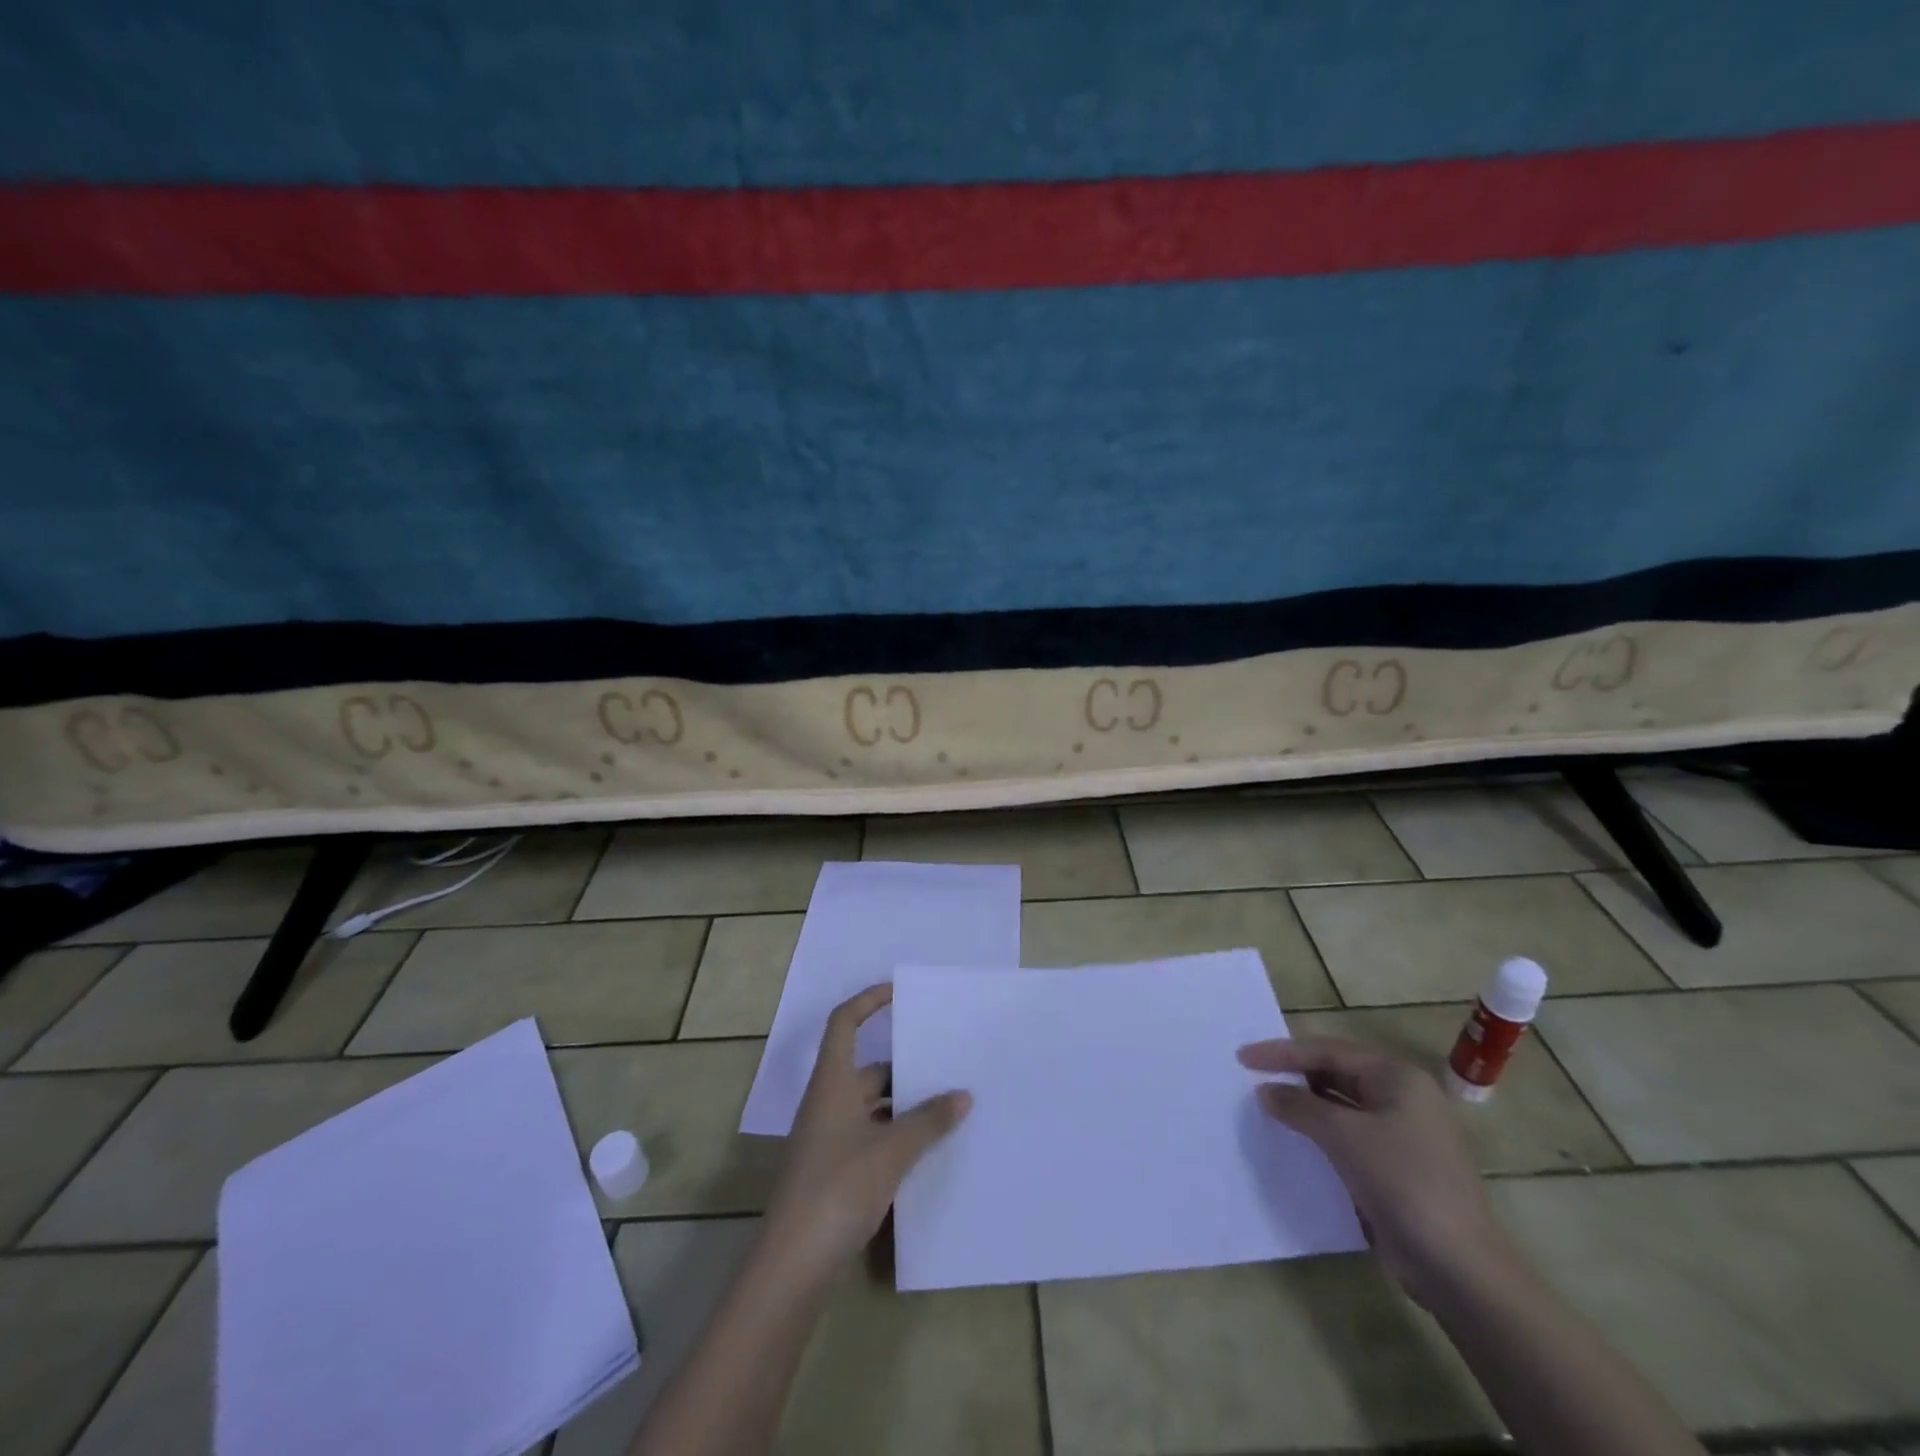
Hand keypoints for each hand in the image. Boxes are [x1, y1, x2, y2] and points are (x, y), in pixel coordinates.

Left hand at [760, 984, 971, 1283]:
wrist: (792, 1265)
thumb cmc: (838, 1189)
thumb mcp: (891, 1151)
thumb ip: (929, 1121)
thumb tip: (963, 1095)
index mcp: (831, 1083)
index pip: (843, 1023)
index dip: (868, 1002)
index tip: (898, 993)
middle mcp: (826, 1103)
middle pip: (865, 1069)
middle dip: (903, 1069)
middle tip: (945, 1070)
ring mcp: (826, 1139)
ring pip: (870, 1107)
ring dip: (902, 1107)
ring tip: (946, 1111)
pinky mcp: (831, 1172)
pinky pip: (868, 1137)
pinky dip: (893, 1137)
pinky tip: (924, 1153)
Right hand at [1239, 1036, 1514, 1303]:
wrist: (1458, 1267)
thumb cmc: (1403, 1182)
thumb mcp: (1343, 1135)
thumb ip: (1299, 1105)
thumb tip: (1265, 1091)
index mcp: (1397, 1076)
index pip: (1328, 1051)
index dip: (1282, 1052)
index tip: (1242, 1057)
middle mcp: (1403, 1096)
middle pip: (1336, 1072)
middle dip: (1294, 1074)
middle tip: (1252, 1076)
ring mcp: (1403, 1133)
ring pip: (1342, 1105)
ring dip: (1305, 1104)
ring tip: (1266, 1104)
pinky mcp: (1397, 1166)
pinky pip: (1349, 1135)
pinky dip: (1320, 1132)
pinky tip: (1294, 1139)